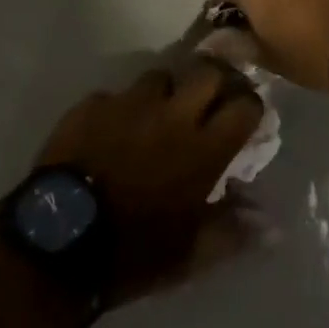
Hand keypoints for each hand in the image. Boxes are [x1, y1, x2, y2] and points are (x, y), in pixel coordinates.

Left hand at [33, 57, 265, 306]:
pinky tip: (111, 133)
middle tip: (208, 102)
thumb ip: (232, 232)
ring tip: (155, 117)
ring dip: (165, 93)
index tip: (245, 118)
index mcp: (203, 148)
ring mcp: (131, 102)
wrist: (57, 244)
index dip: (249, 107)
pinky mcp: (94, 103)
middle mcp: (173, 113)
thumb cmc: (132, 255)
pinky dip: (120, 110)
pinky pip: (116, 96)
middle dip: (214, 81)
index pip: (245, 105)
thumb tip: (271, 224)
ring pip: (161, 76)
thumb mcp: (188, 256)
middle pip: (208, 71)